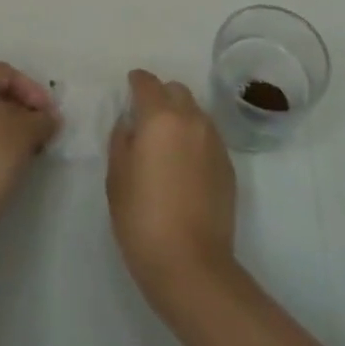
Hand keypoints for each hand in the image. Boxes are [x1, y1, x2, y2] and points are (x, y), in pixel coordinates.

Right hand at [106, 70, 238, 311]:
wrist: (191, 264)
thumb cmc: (142, 218)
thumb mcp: (116, 177)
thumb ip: (121, 140)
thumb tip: (130, 124)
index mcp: (160, 118)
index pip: (147, 83)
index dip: (136, 81)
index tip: (129, 87)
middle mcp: (191, 120)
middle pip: (176, 90)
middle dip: (160, 95)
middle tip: (146, 117)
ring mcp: (214, 141)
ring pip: (196, 112)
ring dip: (180, 116)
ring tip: (166, 142)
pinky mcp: (228, 165)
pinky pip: (207, 137)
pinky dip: (194, 138)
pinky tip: (184, 164)